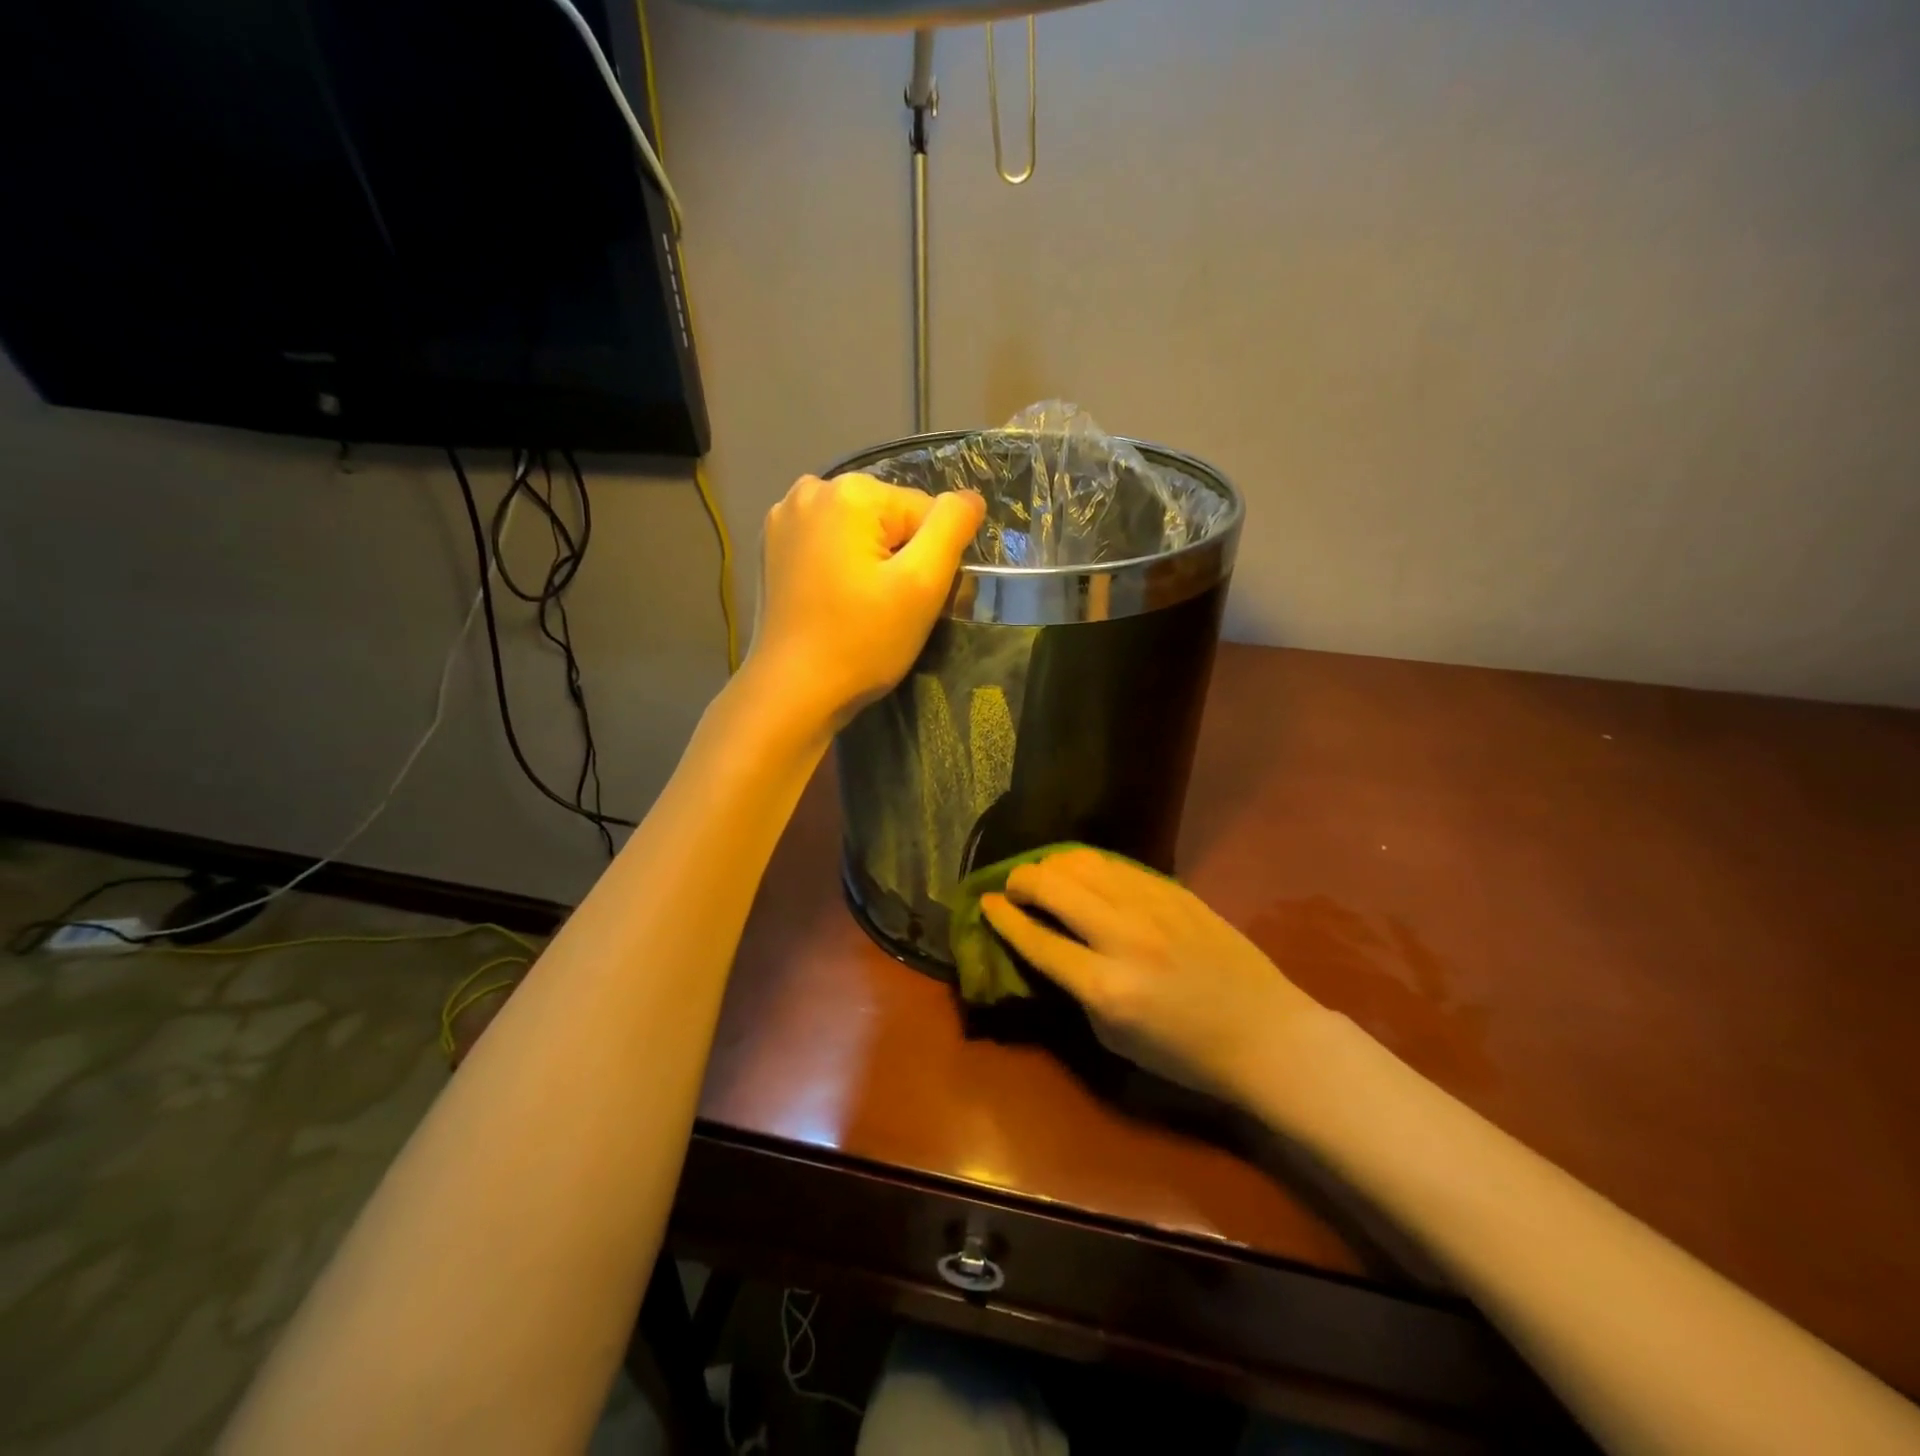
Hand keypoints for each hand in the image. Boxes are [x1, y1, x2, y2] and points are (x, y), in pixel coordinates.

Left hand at [749, 473, 984, 728]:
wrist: (794, 691)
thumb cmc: (863, 641)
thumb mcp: (922, 584)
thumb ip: (952, 527)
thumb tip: (970, 497)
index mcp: (851, 491)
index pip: (925, 513)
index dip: (929, 560)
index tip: (911, 601)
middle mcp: (812, 490)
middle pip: (889, 517)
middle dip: (898, 557)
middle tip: (888, 608)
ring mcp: (784, 517)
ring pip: (859, 531)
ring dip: (870, 562)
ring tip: (861, 606)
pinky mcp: (772, 546)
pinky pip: (828, 543)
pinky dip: (839, 565)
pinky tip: (834, 600)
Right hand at [982, 848, 1320, 1103]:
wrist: (1265, 1033)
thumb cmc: (1186, 1054)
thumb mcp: (1114, 1039)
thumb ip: (1074, 991)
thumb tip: (1046, 950)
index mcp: (1104, 987)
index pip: (1036, 939)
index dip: (1002, 918)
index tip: (986, 904)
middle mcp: (1123, 937)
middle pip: (1052, 886)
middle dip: (1020, 880)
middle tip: (1012, 888)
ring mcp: (1152, 907)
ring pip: (1083, 863)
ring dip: (1052, 865)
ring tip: (1044, 876)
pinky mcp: (1175, 891)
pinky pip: (1118, 865)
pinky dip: (1089, 865)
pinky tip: (1084, 873)